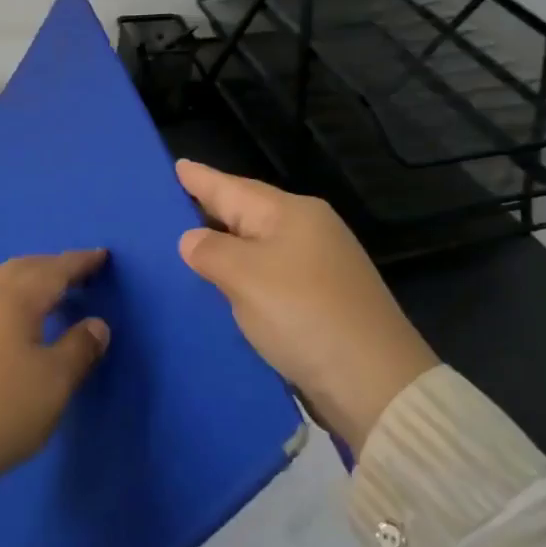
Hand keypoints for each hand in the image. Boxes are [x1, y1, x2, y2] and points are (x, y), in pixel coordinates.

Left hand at [0, 250, 110, 494]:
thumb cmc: (3, 407)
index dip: (80, 262)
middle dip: (52, 265)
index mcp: (14, 301)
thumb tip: (96, 324)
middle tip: (78, 272)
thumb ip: (79, 348)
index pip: (53, 271)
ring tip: (53, 295)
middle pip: (22, 269)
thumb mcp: (54, 381)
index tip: (102, 255)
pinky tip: (21, 324)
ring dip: (31, 282)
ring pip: (3, 286)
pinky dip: (15, 302)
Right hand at [175, 160, 437, 452]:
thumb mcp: (245, 277)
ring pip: (257, 244)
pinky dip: (242, 273)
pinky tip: (223, 282)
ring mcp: (319, 265)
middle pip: (247, 212)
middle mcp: (308, 230)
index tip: (175, 164)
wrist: (374, 382)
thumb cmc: (303, 313)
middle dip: (211, 208)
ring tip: (187, 241)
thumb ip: (210, 251)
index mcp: (291, 213)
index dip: (201, 178)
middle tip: (171, 204)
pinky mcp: (321, 298)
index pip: (232, 188)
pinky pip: (268, 272)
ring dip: (225, 243)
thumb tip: (192, 239)